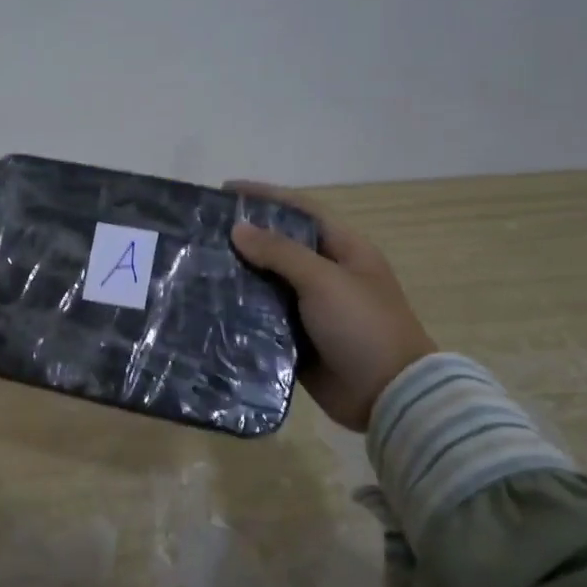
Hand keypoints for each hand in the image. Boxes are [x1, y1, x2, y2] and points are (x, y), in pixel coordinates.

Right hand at [227, 182, 436, 431]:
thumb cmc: (363, 326)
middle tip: (202, 232)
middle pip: (280, 245)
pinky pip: (265, 318)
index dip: (265, 196)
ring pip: (268, 283)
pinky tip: (210, 306)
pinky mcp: (298, 339)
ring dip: (239, 275)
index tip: (225, 190)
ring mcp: (312, 308)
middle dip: (245, 237)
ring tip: (198, 266)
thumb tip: (238, 229)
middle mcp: (327, 274)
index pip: (300, 210)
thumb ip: (280, 252)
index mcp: (344, 250)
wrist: (388, 396)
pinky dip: (242, 312)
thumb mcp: (324, 281)